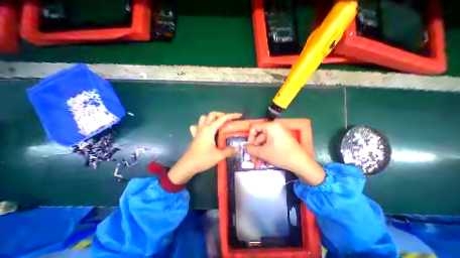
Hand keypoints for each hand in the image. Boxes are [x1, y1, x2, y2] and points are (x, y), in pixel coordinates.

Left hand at [167, 112, 241, 183]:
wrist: (187, 166)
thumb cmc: (202, 159)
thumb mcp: (218, 156)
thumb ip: (229, 151)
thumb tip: (238, 148)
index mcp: (209, 130)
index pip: (222, 119)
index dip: (231, 115)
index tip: (239, 115)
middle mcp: (203, 127)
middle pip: (212, 115)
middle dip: (221, 114)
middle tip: (229, 120)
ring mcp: (198, 131)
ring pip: (204, 118)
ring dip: (212, 118)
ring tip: (218, 123)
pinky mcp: (195, 136)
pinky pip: (198, 126)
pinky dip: (202, 125)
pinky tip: (206, 130)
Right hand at [246, 121, 324, 185]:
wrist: (301, 163)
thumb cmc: (281, 154)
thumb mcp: (263, 152)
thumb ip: (251, 149)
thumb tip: (246, 147)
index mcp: (271, 126)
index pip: (254, 128)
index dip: (250, 138)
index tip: (249, 147)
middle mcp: (275, 128)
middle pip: (259, 137)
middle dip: (255, 150)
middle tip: (252, 159)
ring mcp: (279, 135)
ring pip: (265, 143)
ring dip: (260, 154)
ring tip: (258, 164)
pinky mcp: (282, 141)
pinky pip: (271, 145)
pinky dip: (266, 153)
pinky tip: (264, 163)